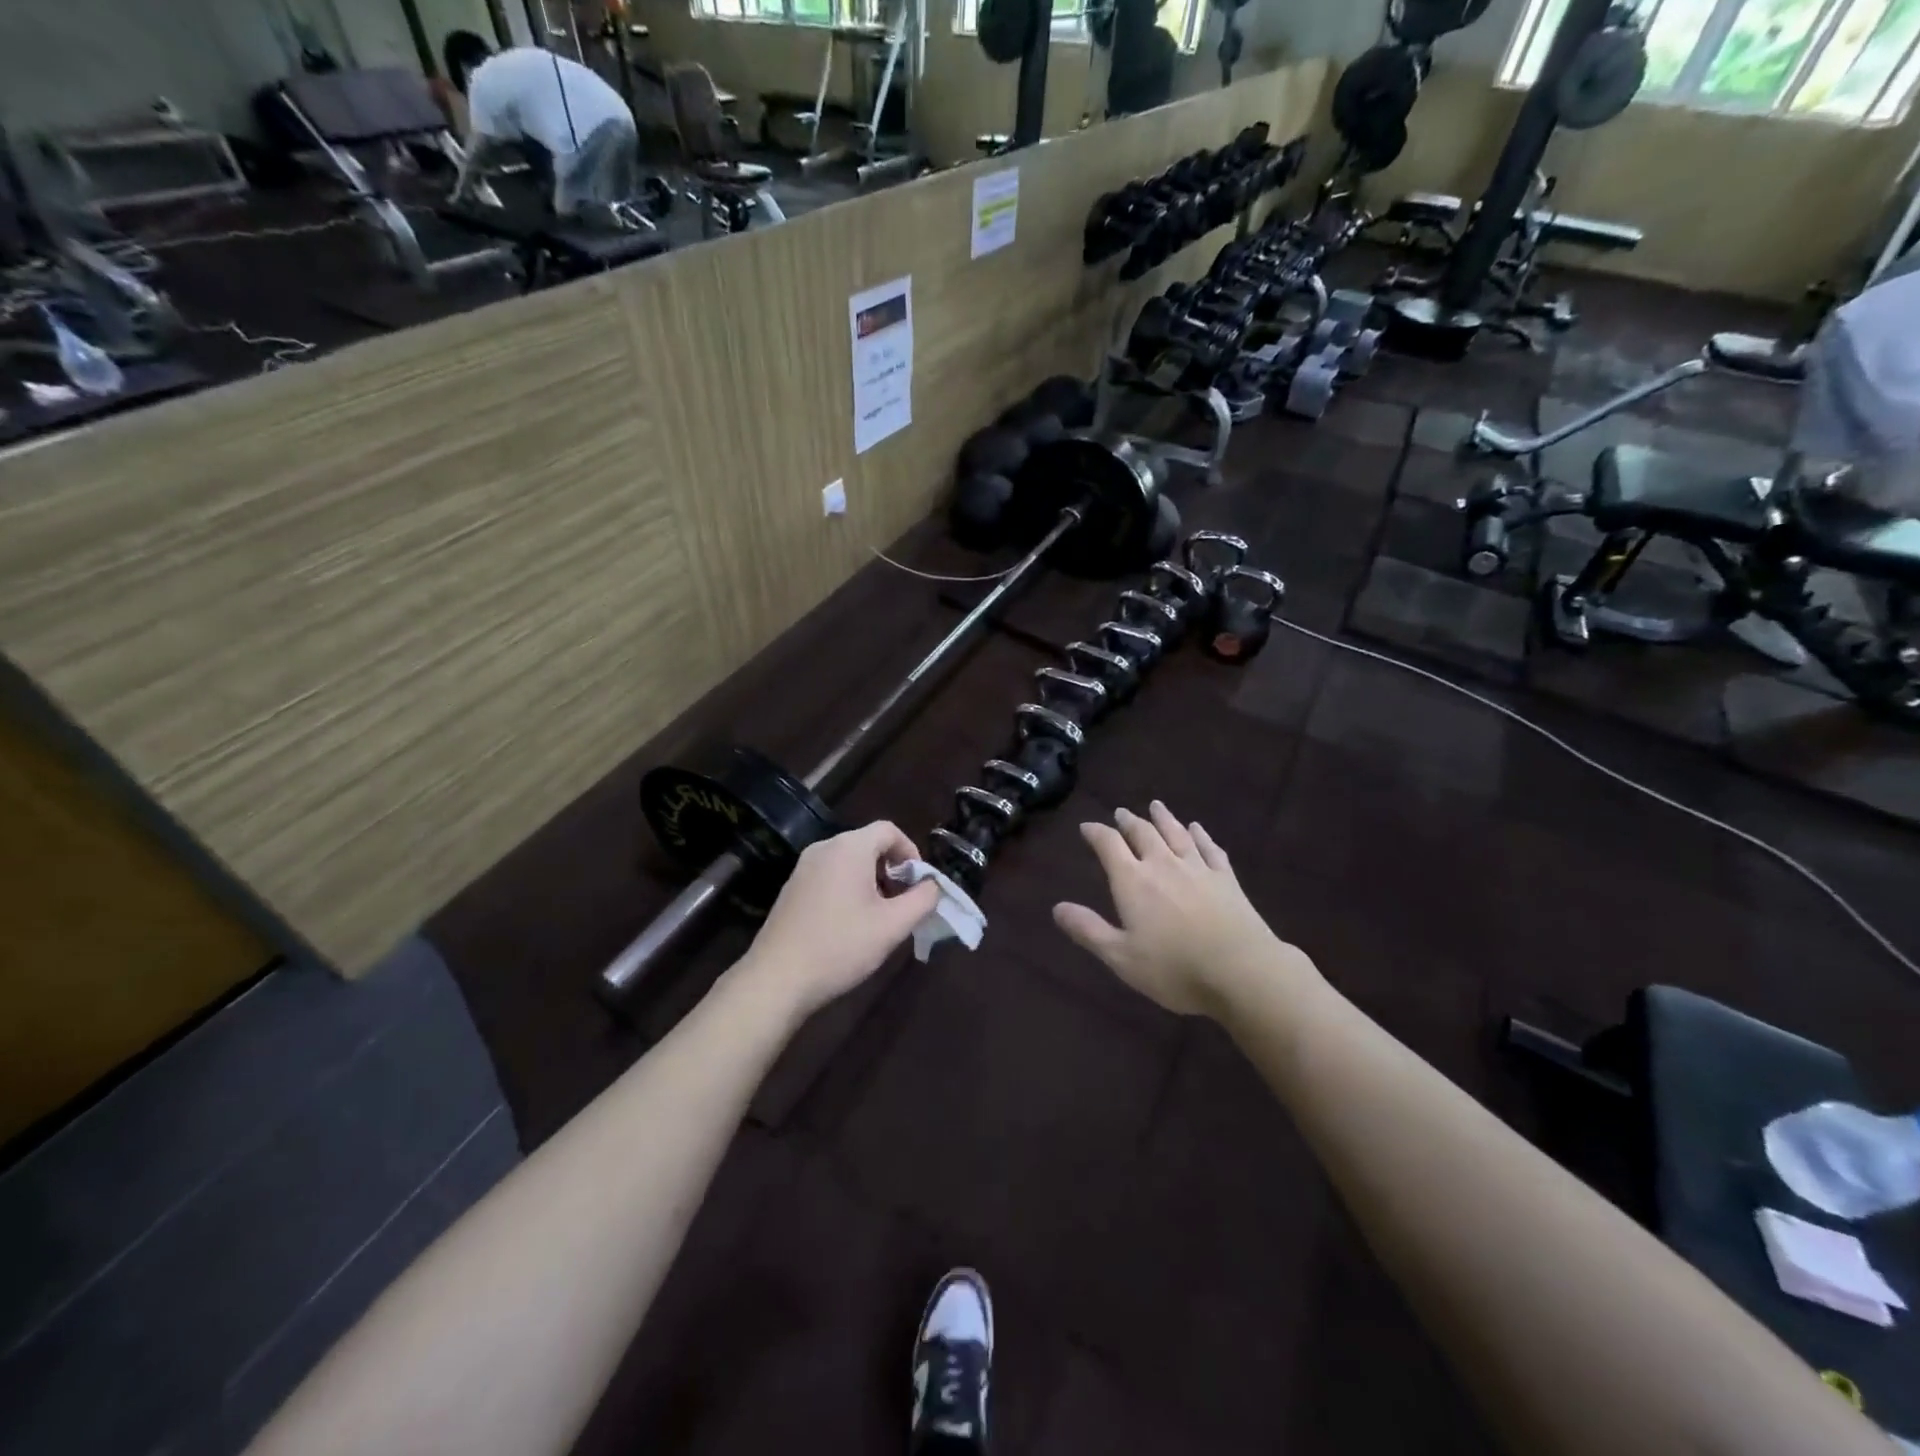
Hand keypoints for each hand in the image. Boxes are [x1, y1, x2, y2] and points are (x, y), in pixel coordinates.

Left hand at [738, 821, 940, 1020]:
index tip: (919, 884)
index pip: (889, 830)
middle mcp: (824, 848)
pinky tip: (850, 924)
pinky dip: (848, 888)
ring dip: (871, 881)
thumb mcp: (893, 926)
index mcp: (849, 848)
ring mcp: (803, 868)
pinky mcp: (792, 888)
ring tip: (880, 917)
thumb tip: (933, 886)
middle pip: (869, 844)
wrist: (777, 978)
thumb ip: (923, 900)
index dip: (911, 851)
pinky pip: (830, 875)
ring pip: (849, 861)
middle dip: (892, 869)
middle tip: (902, 904)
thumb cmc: (841, 946)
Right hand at [1053, 802, 1316, 1018]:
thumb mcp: (1121, 957)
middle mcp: (1163, 864)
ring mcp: (1198, 868)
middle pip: (1143, 833)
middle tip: (1121, 812)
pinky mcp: (1226, 879)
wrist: (1241, 970)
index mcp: (1133, 881)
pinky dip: (1201, 836)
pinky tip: (1198, 829)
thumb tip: (1057, 908)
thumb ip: (1088, 930)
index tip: (1087, 827)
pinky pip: (1210, 848)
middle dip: (1129, 821)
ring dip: (1163, 818)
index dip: (1096, 833)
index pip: (1109, 845)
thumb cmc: (1174, 968)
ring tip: (1156, 806)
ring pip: (1177, 833)